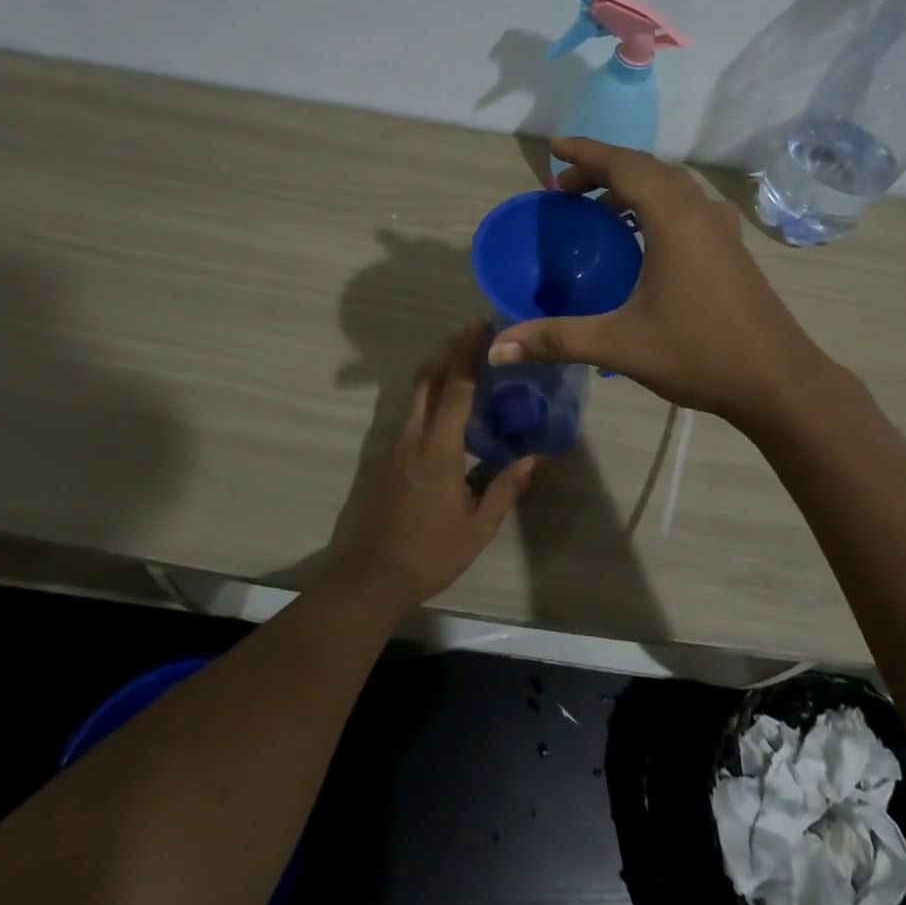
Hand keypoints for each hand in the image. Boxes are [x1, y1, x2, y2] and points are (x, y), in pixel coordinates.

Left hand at [321, 323, 537, 615]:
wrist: (367, 578)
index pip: (455, 388)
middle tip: (472, 331)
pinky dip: (427, 395)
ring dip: (436, 369)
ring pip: (414, 394)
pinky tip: (443, 408)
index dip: (468, 353)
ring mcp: (393, 446)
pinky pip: (409, 414)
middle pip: (428, 378)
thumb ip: (506, 489)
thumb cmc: (427, 554)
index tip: (481, 326)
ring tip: (461, 360)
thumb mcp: (477, 528)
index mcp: (438, 449)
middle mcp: (412, 437)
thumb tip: (537, 459)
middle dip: (449, 349)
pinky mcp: (384, 458)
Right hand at [487, 138, 826, 426]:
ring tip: (597, 208)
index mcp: (673, 218)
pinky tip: (641, 236)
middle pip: (646, 168)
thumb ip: (557, 339)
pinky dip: (654, 203)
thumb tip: (498, 348)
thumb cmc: (700, 353)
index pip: (624, 165)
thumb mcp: (621, 345)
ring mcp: (721, 227)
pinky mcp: (731, 246)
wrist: (778, 380)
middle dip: (603, 169)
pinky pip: (686, 204)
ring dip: (631, 184)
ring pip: (670, 184)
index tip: (554, 148)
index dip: (586, 152)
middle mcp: (699, 210)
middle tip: (565, 189)